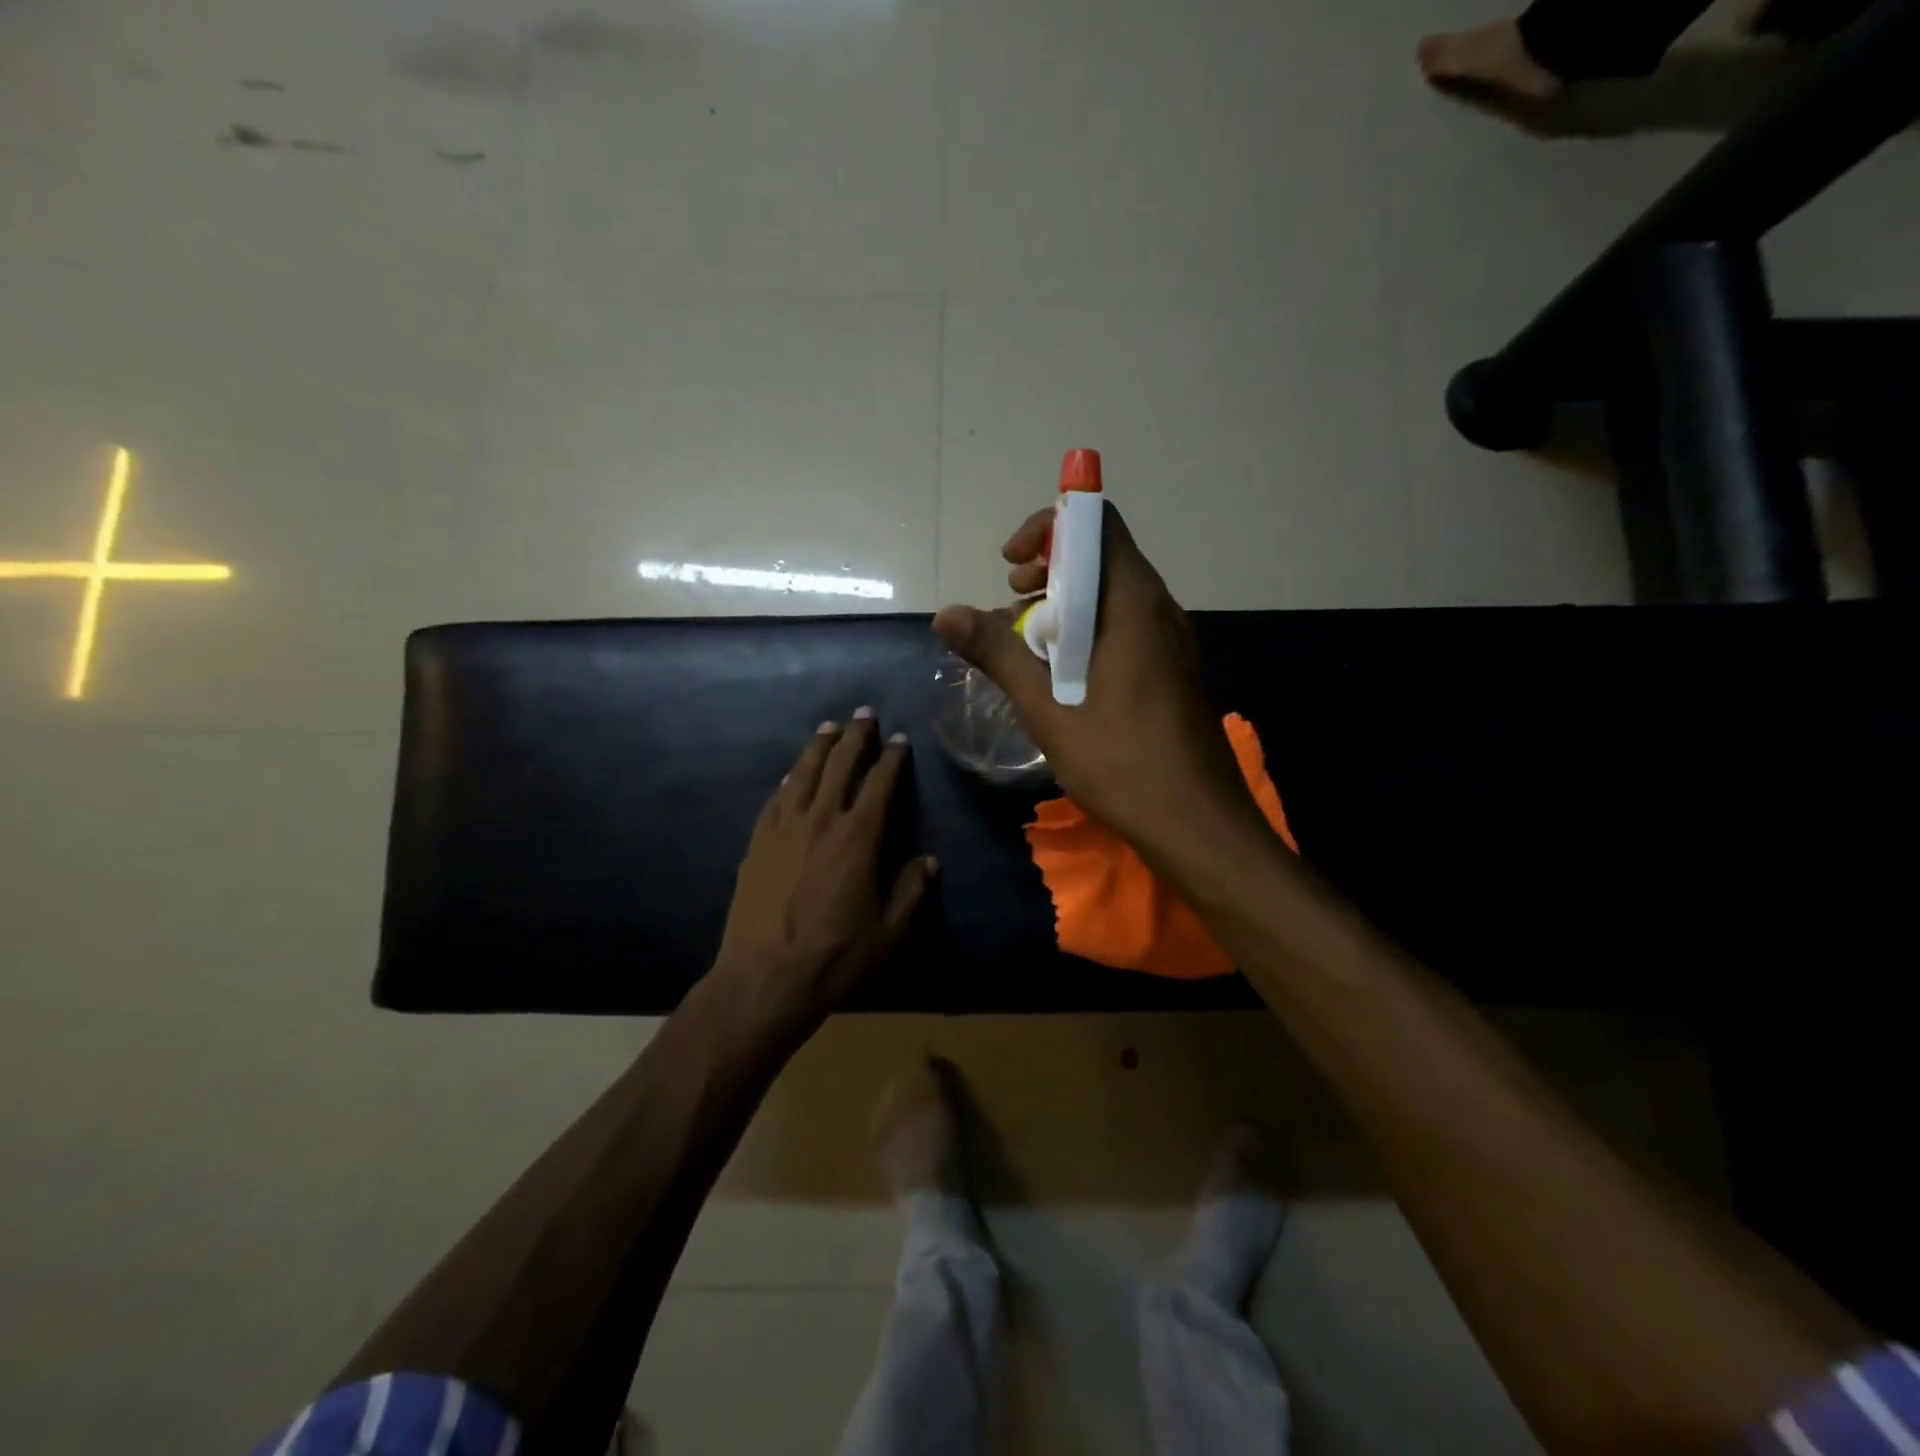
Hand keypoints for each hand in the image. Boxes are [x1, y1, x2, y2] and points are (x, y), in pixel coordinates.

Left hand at [712, 710, 936, 1029]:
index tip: (900, 740)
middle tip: (864, 713)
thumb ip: (911, 892)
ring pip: (803, 773)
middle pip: (840, 766)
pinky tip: (792, 773)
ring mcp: (784, 829)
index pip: (880, 784)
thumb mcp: (889, 932)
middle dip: (855, 737)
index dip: (892, 758)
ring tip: (829, 727)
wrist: (764, 978)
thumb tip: (928, 861)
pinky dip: (789, 780)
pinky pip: (776, 799)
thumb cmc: (835, 956)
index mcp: (858, 838)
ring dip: (819, 747)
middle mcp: (821, 821)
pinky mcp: (758, 843)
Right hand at [933, 505, 1265, 866]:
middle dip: (1048, 572)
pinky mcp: (1173, 669)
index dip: (1048, 528)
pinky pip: (1126, 628)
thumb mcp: (1049, 711)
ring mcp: (1172, 641)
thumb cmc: (1123, 765)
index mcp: (1133, 605)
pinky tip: (1062, 678)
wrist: (1200, 826)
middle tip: (1010, 608)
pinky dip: (1088, 634)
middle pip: (1102, 557)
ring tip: (1027, 648)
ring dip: (1065, 608)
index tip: (1009, 565)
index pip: (1097, 524)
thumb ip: (998, 656)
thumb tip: (946, 614)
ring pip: (1112, 596)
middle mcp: (1159, 610)